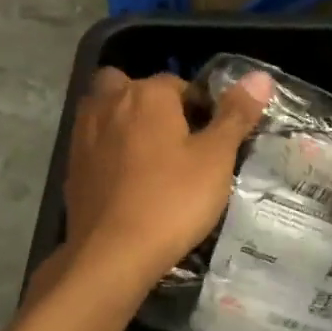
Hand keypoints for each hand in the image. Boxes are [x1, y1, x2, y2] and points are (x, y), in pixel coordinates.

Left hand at [64, 66, 272, 281]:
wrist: (112, 253)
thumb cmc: (172, 200)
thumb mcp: (216, 158)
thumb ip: (236, 115)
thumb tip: (260, 76)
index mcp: (147, 94)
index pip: (178, 83)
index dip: (199, 106)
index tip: (212, 138)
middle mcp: (109, 103)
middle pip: (130, 87)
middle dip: (150, 103)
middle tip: (174, 138)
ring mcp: (84, 134)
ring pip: (105, 112)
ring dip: (124, 123)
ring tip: (151, 158)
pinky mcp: (71, 167)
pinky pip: (93, 144)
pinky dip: (108, 152)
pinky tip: (127, 182)